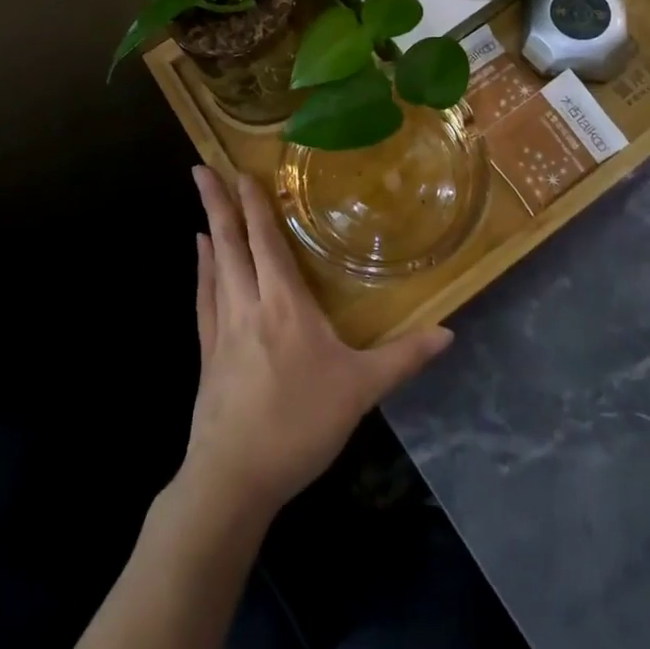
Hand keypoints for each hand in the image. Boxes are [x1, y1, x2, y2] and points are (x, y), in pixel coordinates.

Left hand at [183, 167, 452, 517]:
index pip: (267, 241)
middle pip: (231, 243)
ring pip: (215, 265)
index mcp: (284, 304)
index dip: (255, 205)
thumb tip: (449, 332)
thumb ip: (403, 357)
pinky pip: (204, 298)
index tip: (241, 172)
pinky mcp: (207, 353)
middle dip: (218, 203)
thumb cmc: (299, 425)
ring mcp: (222, 328)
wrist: (234, 480)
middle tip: (202, 168)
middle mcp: (248, 304)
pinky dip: (203, 270)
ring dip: (210, 229)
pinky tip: (201, 258)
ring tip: (204, 201)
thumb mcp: (361, 390)